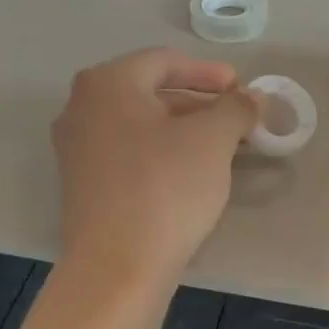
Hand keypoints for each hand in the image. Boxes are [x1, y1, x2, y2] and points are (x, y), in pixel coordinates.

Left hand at [52, 48, 258, 287]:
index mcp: (107, 83)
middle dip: (197, 102)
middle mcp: (81, 108)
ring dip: (182, 128)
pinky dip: (161, 151)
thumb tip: (251, 97)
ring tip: (220, 146)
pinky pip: (128, 152)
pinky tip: (190, 172)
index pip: (164, 61)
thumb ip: (235, 108)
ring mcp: (77, 148)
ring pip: (140, 124)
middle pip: (149, 91)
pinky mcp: (82, 184)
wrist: (117, 267)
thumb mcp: (212, 140)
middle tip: (235, 117)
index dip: (208, 72)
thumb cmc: (165, 188)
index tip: (241, 88)